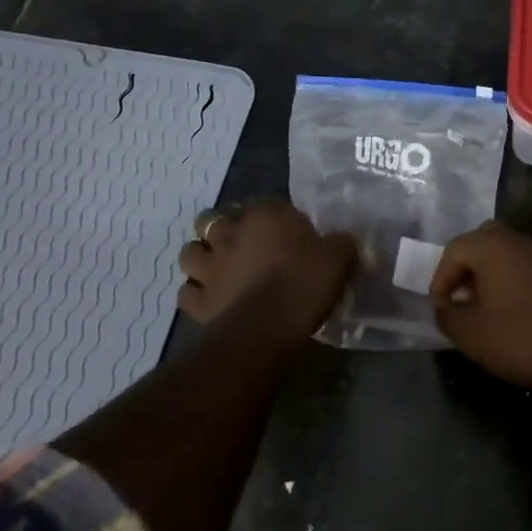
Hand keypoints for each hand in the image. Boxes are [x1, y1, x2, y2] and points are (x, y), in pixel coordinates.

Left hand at [176, 200, 356, 340]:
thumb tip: (345, 240)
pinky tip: (206, 299)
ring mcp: (211, 267)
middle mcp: (231, 234)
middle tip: (237, 242)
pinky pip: (186, 293)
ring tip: (215, 267)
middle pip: (211, 220)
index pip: (263, 203)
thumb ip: (340, 244)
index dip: (269, 215)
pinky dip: (193, 294)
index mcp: (265, 215)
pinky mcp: (199, 301)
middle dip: (219, 228)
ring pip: (190, 253)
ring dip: (200, 257)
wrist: (268, 327)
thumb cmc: (304, 283)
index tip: (282, 228)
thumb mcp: (338, 258)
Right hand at [430, 221, 531, 388]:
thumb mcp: (472, 334)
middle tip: (460, 295)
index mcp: (490, 246)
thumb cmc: (518, 335)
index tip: (439, 306)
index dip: (441, 278)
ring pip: (504, 251)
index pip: (454, 250)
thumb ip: (448, 317)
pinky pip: (522, 264)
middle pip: (481, 241)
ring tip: (482, 305)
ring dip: (488, 272)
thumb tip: (441, 308)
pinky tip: (508, 307)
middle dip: (465, 266)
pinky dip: (509, 278)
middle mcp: (515, 239)